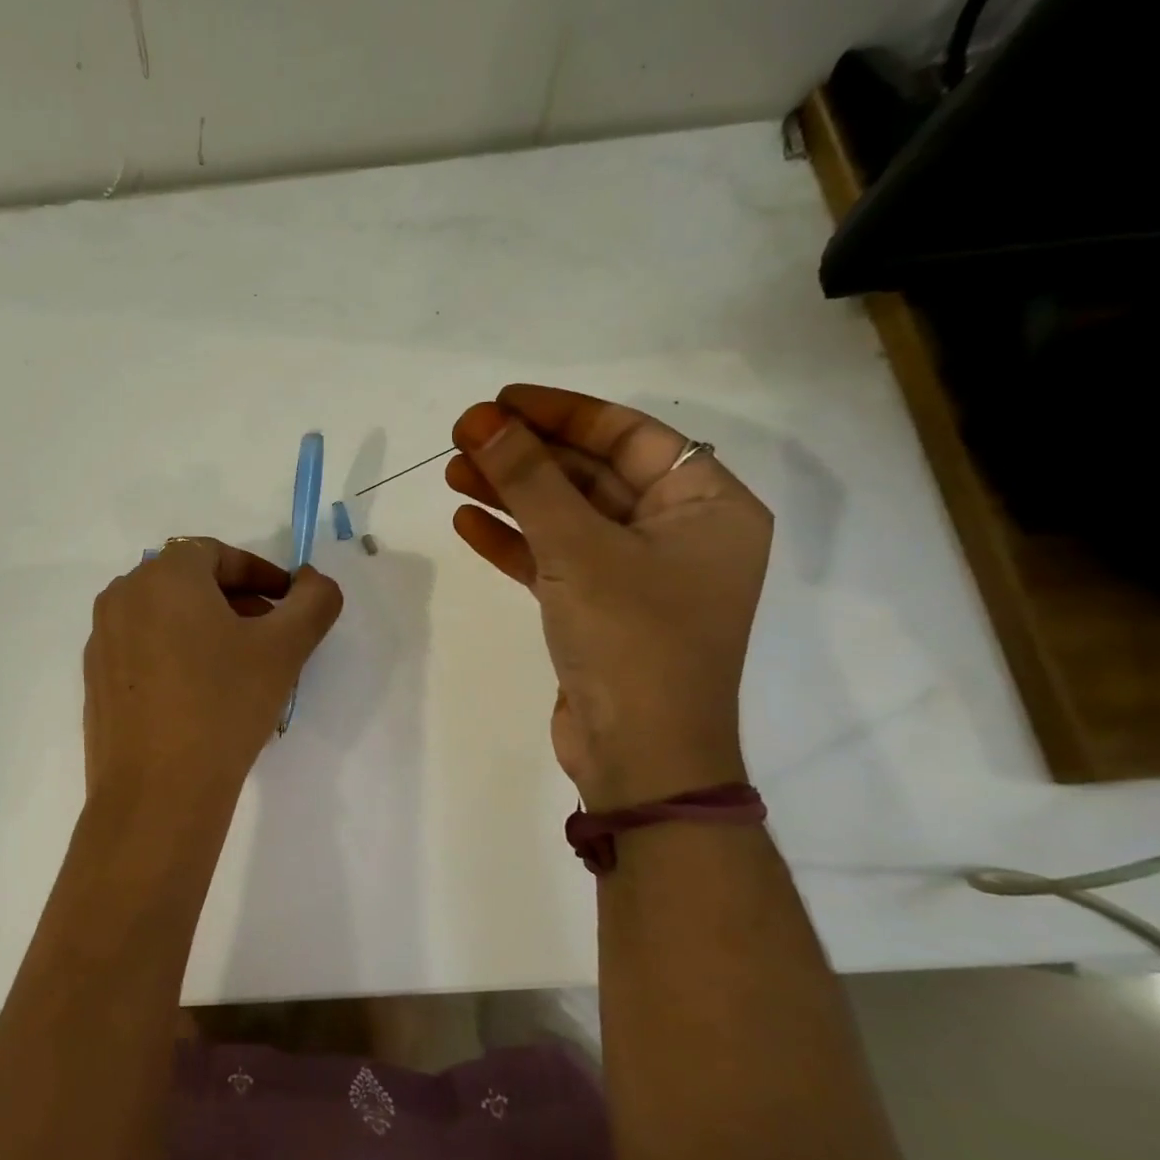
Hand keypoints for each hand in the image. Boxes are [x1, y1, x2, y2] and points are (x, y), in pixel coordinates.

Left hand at [83, 539, 343, 801]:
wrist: (157, 793)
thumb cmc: (224, 706)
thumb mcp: (284, 649)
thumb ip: (313, 601)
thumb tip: (314, 581)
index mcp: (164, 575)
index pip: (219, 554)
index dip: (261, 574)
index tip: (289, 603)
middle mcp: (123, 595)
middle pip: (189, 582)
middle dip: (236, 601)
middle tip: (270, 635)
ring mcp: (103, 638)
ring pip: (165, 616)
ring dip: (206, 628)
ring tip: (239, 668)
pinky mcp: (95, 679)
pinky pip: (143, 648)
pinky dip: (175, 654)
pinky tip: (200, 696)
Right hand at [447, 386, 770, 809]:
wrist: (640, 758)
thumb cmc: (632, 640)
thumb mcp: (578, 549)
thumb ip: (528, 479)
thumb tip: (480, 420)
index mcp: (707, 507)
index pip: (630, 437)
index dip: (563, 413)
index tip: (502, 401)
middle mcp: (678, 534)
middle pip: (593, 474)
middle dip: (527, 455)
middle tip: (464, 436)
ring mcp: (637, 575)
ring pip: (567, 517)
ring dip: (512, 494)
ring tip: (452, 473)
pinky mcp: (600, 609)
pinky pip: (554, 559)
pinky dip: (513, 541)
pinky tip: (466, 521)